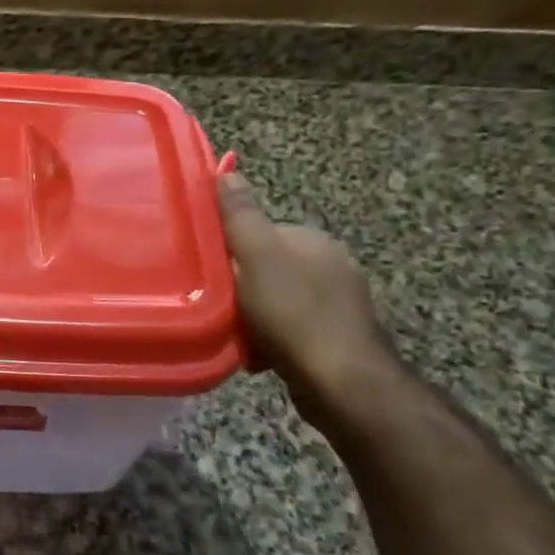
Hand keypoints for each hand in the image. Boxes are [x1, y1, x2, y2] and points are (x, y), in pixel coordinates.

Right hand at [216, 170, 394, 424]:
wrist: (342, 384)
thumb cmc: (295, 314)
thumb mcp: (257, 256)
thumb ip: (240, 215)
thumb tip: (227, 170)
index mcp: (313, 240)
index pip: (259, 233)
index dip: (231, 251)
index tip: (211, 273)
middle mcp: (330, 265)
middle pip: (265, 268)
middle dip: (239, 288)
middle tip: (218, 306)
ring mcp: (337, 303)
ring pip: (274, 301)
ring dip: (252, 317)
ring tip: (236, 335)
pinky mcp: (335, 338)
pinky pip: (288, 329)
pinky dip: (270, 340)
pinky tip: (258, 356)